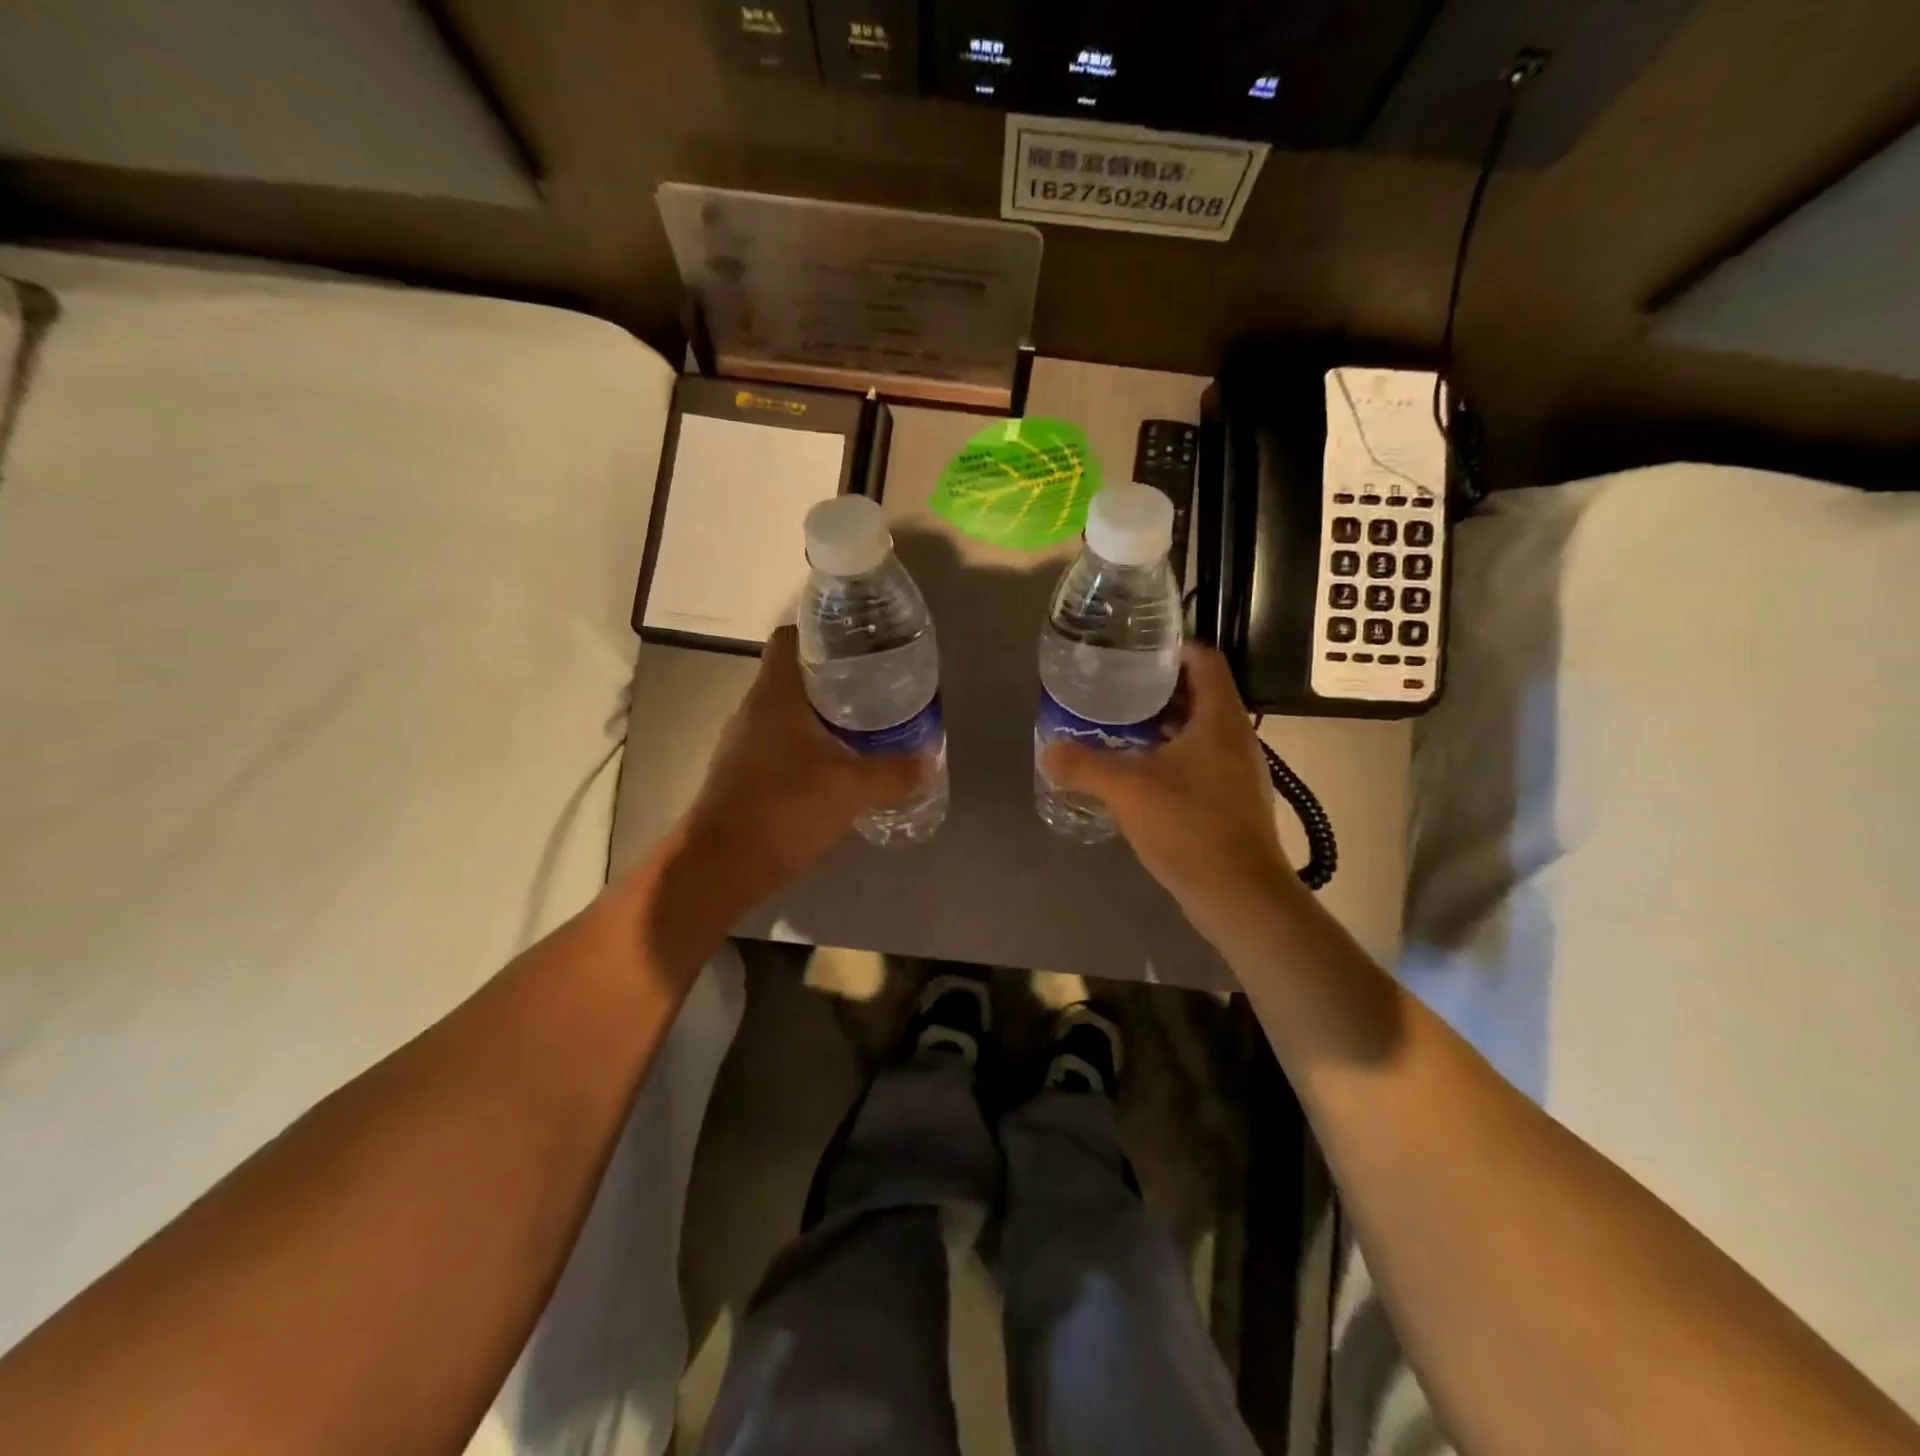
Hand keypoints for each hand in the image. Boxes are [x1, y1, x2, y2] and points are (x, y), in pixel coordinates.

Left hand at [675, 627, 927, 902]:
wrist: (719, 866)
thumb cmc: (783, 810)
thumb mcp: (851, 789)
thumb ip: (893, 771)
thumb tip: (928, 757)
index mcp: (776, 694)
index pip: (792, 638)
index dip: (824, 633)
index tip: (860, 644)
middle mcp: (754, 708)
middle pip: (794, 675)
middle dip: (834, 677)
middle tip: (876, 686)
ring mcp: (743, 741)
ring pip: (787, 711)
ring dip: (821, 714)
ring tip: (864, 724)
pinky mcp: (741, 772)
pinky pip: (779, 742)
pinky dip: (807, 745)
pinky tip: (836, 766)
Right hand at [1042, 644, 1295, 926]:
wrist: (1239, 894)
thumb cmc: (1189, 825)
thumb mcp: (1127, 789)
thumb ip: (1084, 765)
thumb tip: (1048, 750)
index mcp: (1219, 718)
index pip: (1204, 660)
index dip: (1172, 648)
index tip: (1135, 650)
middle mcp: (1236, 737)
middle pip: (1200, 694)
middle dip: (1159, 689)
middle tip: (1116, 688)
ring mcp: (1238, 771)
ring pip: (1199, 731)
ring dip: (1163, 725)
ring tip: (1120, 728)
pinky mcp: (1233, 801)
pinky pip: (1200, 763)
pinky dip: (1171, 757)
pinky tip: (1139, 775)